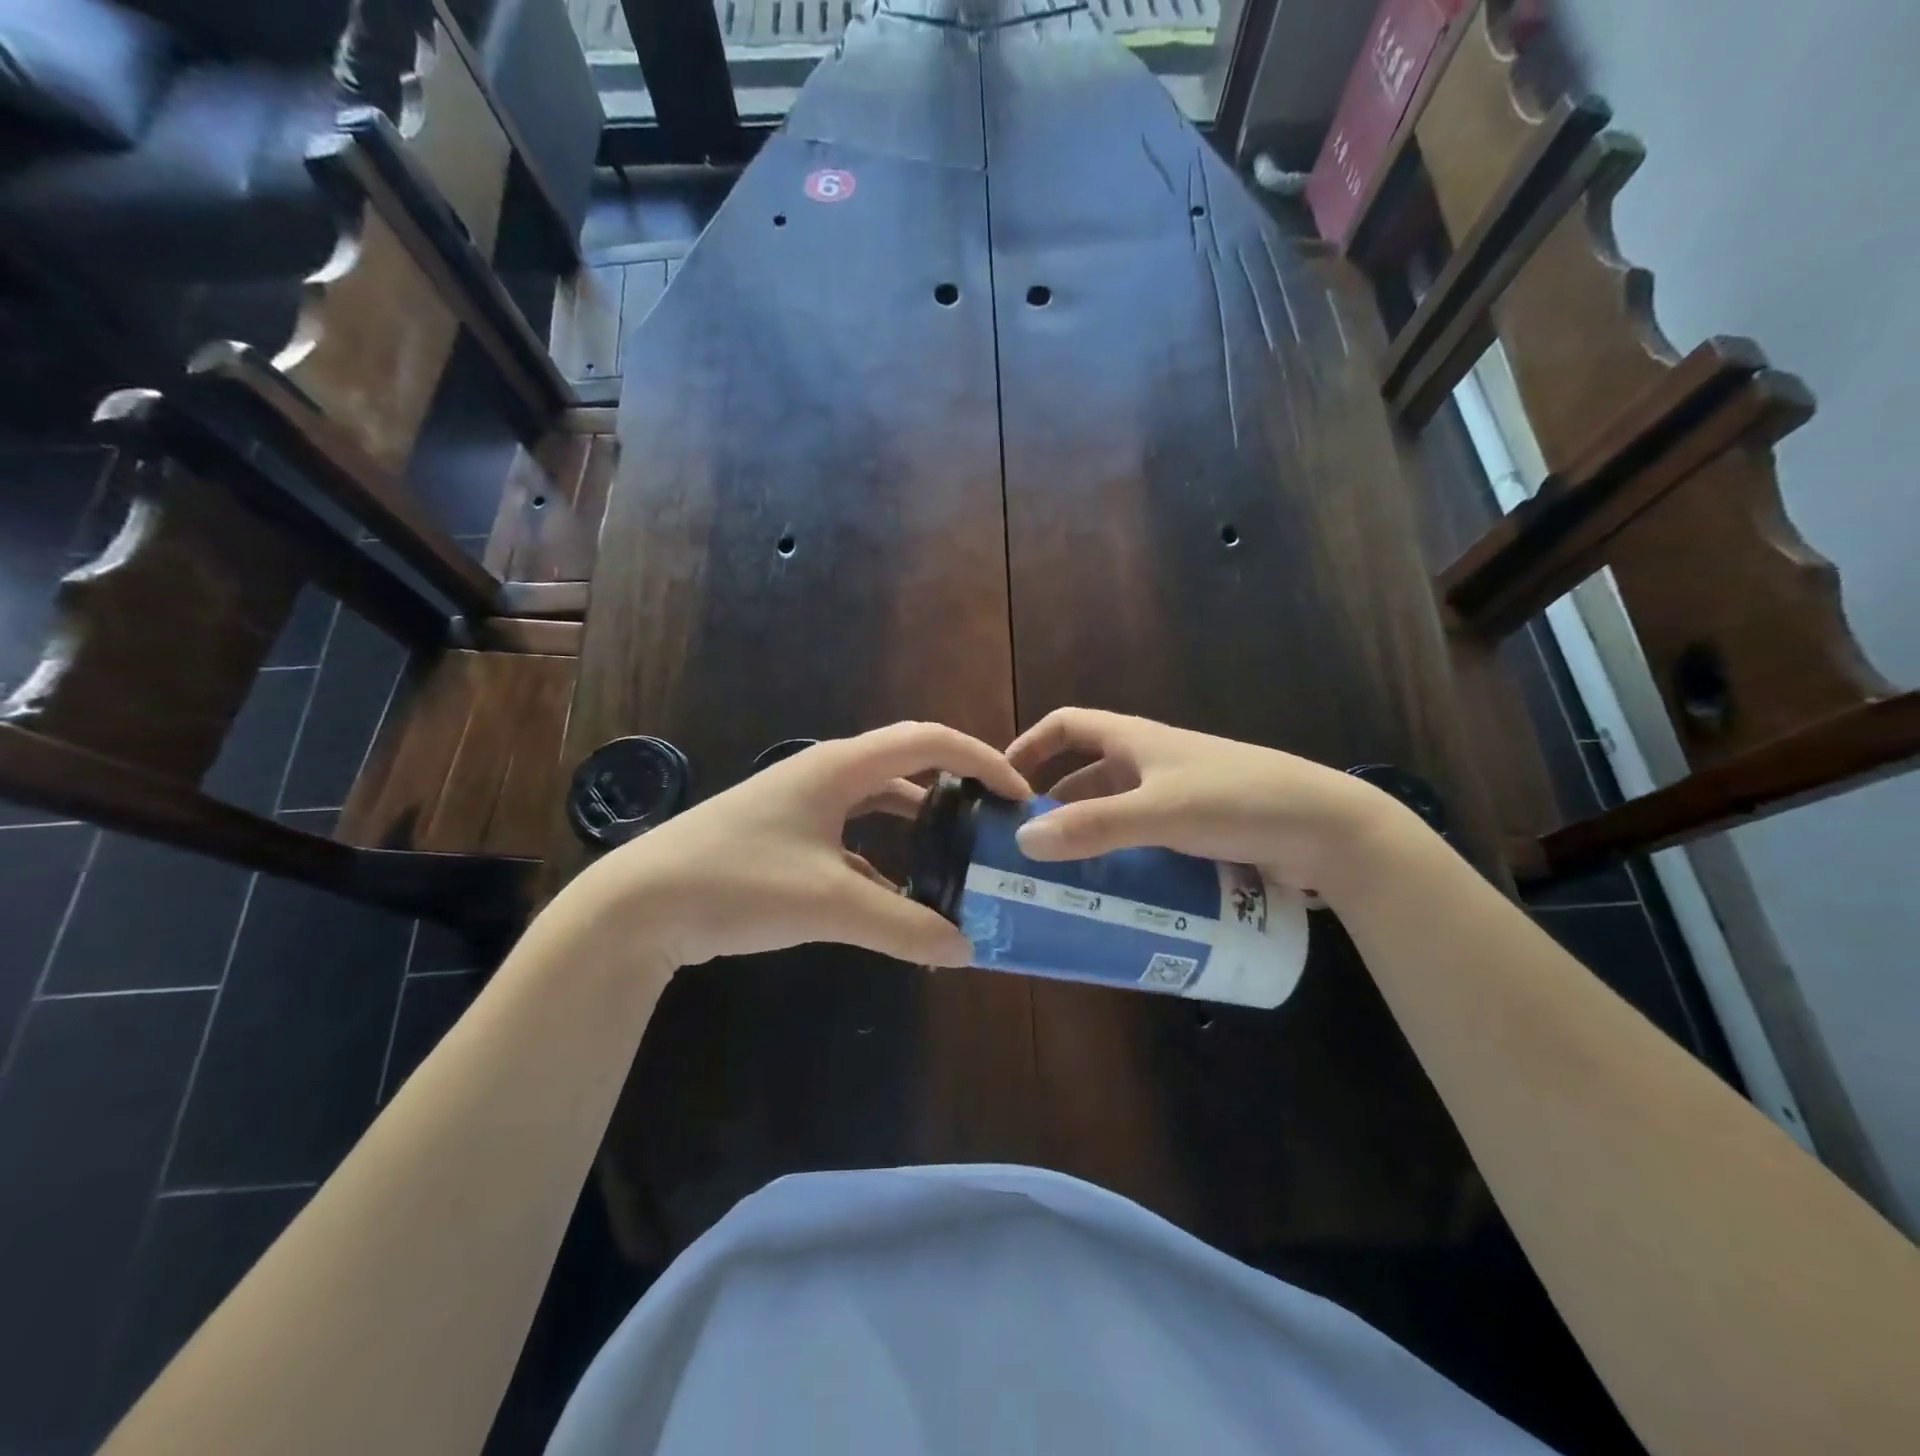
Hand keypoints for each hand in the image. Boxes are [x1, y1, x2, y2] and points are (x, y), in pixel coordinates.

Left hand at [571, 721, 1031, 967]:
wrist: (638, 906)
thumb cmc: (738, 882)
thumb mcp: (829, 904)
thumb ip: (903, 926)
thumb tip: (965, 949)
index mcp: (840, 767)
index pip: (928, 742)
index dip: (980, 759)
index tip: (1016, 793)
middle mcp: (825, 773)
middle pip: (906, 764)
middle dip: (955, 787)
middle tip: (991, 823)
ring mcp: (801, 804)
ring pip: (878, 800)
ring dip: (918, 822)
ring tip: (955, 855)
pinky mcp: (784, 834)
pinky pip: (851, 833)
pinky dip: (883, 854)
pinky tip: (897, 892)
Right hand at [1006, 708, 1419, 896]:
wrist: (1328, 829)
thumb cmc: (1238, 801)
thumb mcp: (1160, 812)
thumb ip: (1095, 826)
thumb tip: (1024, 841)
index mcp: (1136, 741)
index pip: (1067, 725)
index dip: (1032, 744)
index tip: (1003, 780)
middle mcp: (1152, 763)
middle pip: (1087, 775)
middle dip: (1054, 804)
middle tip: (1026, 846)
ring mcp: (1178, 797)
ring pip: (1117, 811)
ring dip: (1089, 835)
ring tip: (1061, 876)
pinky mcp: (1200, 831)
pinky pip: (1145, 839)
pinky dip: (1122, 857)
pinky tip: (1113, 890)